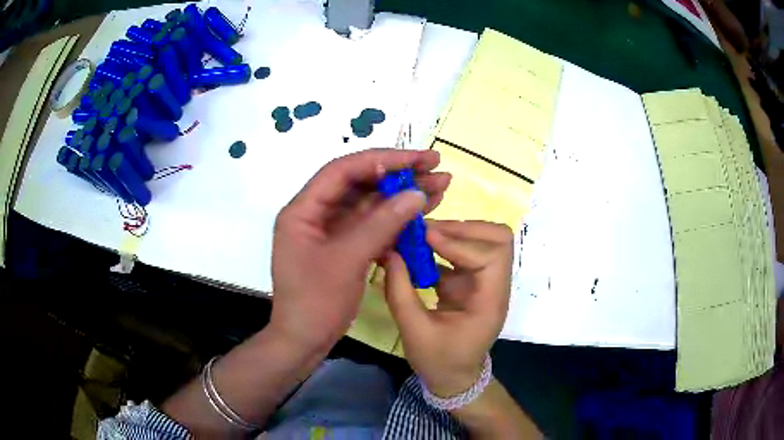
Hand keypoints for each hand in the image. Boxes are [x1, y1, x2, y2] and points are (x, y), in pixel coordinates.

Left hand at [270, 149, 450, 353]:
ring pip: (370, 204)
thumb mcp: (347, 260)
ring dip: (403, 196)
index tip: (418, 159)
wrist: (304, 341)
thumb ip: (381, 224)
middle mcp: (316, 213)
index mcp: (303, 209)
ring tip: (440, 187)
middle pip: (360, 184)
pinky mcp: (346, 247)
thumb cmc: (315, 303)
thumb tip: (416, 193)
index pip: (343, 170)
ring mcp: (332, 231)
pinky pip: (373, 226)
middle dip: (399, 175)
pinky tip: (423, 213)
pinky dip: (397, 221)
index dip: (382, 160)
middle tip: (436, 167)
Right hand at [384, 220, 512, 396]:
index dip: (460, 243)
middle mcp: (494, 286)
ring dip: (455, 233)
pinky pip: (464, 252)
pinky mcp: (472, 281)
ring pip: (484, 241)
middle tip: (428, 231)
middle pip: (498, 239)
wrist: (454, 377)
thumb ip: (400, 292)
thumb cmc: (439, 360)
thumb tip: (389, 252)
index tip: (426, 237)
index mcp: (490, 301)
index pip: (490, 257)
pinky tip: (419, 248)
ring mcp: (485, 282)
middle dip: (464, 228)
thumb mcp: (414, 331)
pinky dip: (444, 245)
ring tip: (421, 235)